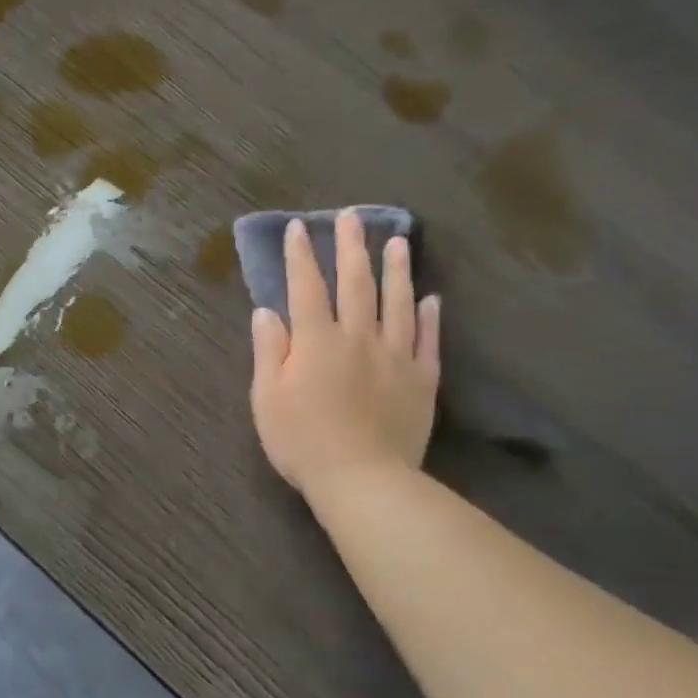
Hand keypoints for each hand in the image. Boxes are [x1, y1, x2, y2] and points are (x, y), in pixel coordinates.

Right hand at [250, 214, 440, 493]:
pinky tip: (430, 300)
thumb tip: (267, 311)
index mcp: (316, 341)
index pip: (306, 287)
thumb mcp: (267, 397)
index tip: (299, 228)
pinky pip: (427, 341)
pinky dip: (428, 318)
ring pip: (397, 303)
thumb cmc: (301, 440)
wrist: (361, 479)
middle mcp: (358, 337)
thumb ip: (269, 350)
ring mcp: (395, 357)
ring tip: (398, 241)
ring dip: (396, 270)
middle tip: (352, 218)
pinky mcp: (421, 380)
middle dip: (351, 247)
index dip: (301, 256)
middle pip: (356, 284)